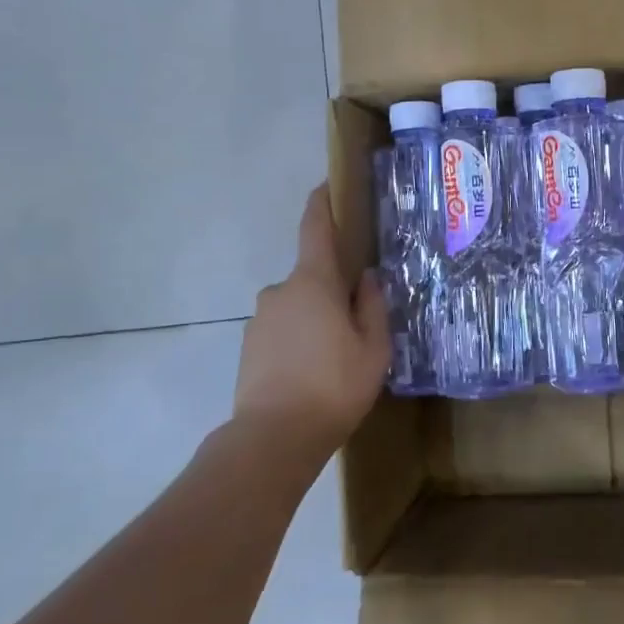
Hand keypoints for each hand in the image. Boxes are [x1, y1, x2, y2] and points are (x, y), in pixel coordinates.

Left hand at [230, 186, 389, 472]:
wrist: (273, 438)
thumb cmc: (334, 386)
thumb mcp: (373, 348)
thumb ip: (373, 306)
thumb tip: (368, 278)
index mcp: (313, 283)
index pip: (316, 230)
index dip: (322, 204)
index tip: (328, 185)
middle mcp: (280, 291)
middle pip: (312, 276)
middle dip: (334, 287)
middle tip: (359, 318)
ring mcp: (260, 319)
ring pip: (298, 305)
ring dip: (317, 317)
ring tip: (338, 354)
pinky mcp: (250, 346)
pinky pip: (283, 328)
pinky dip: (300, 338)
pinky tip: (315, 370)